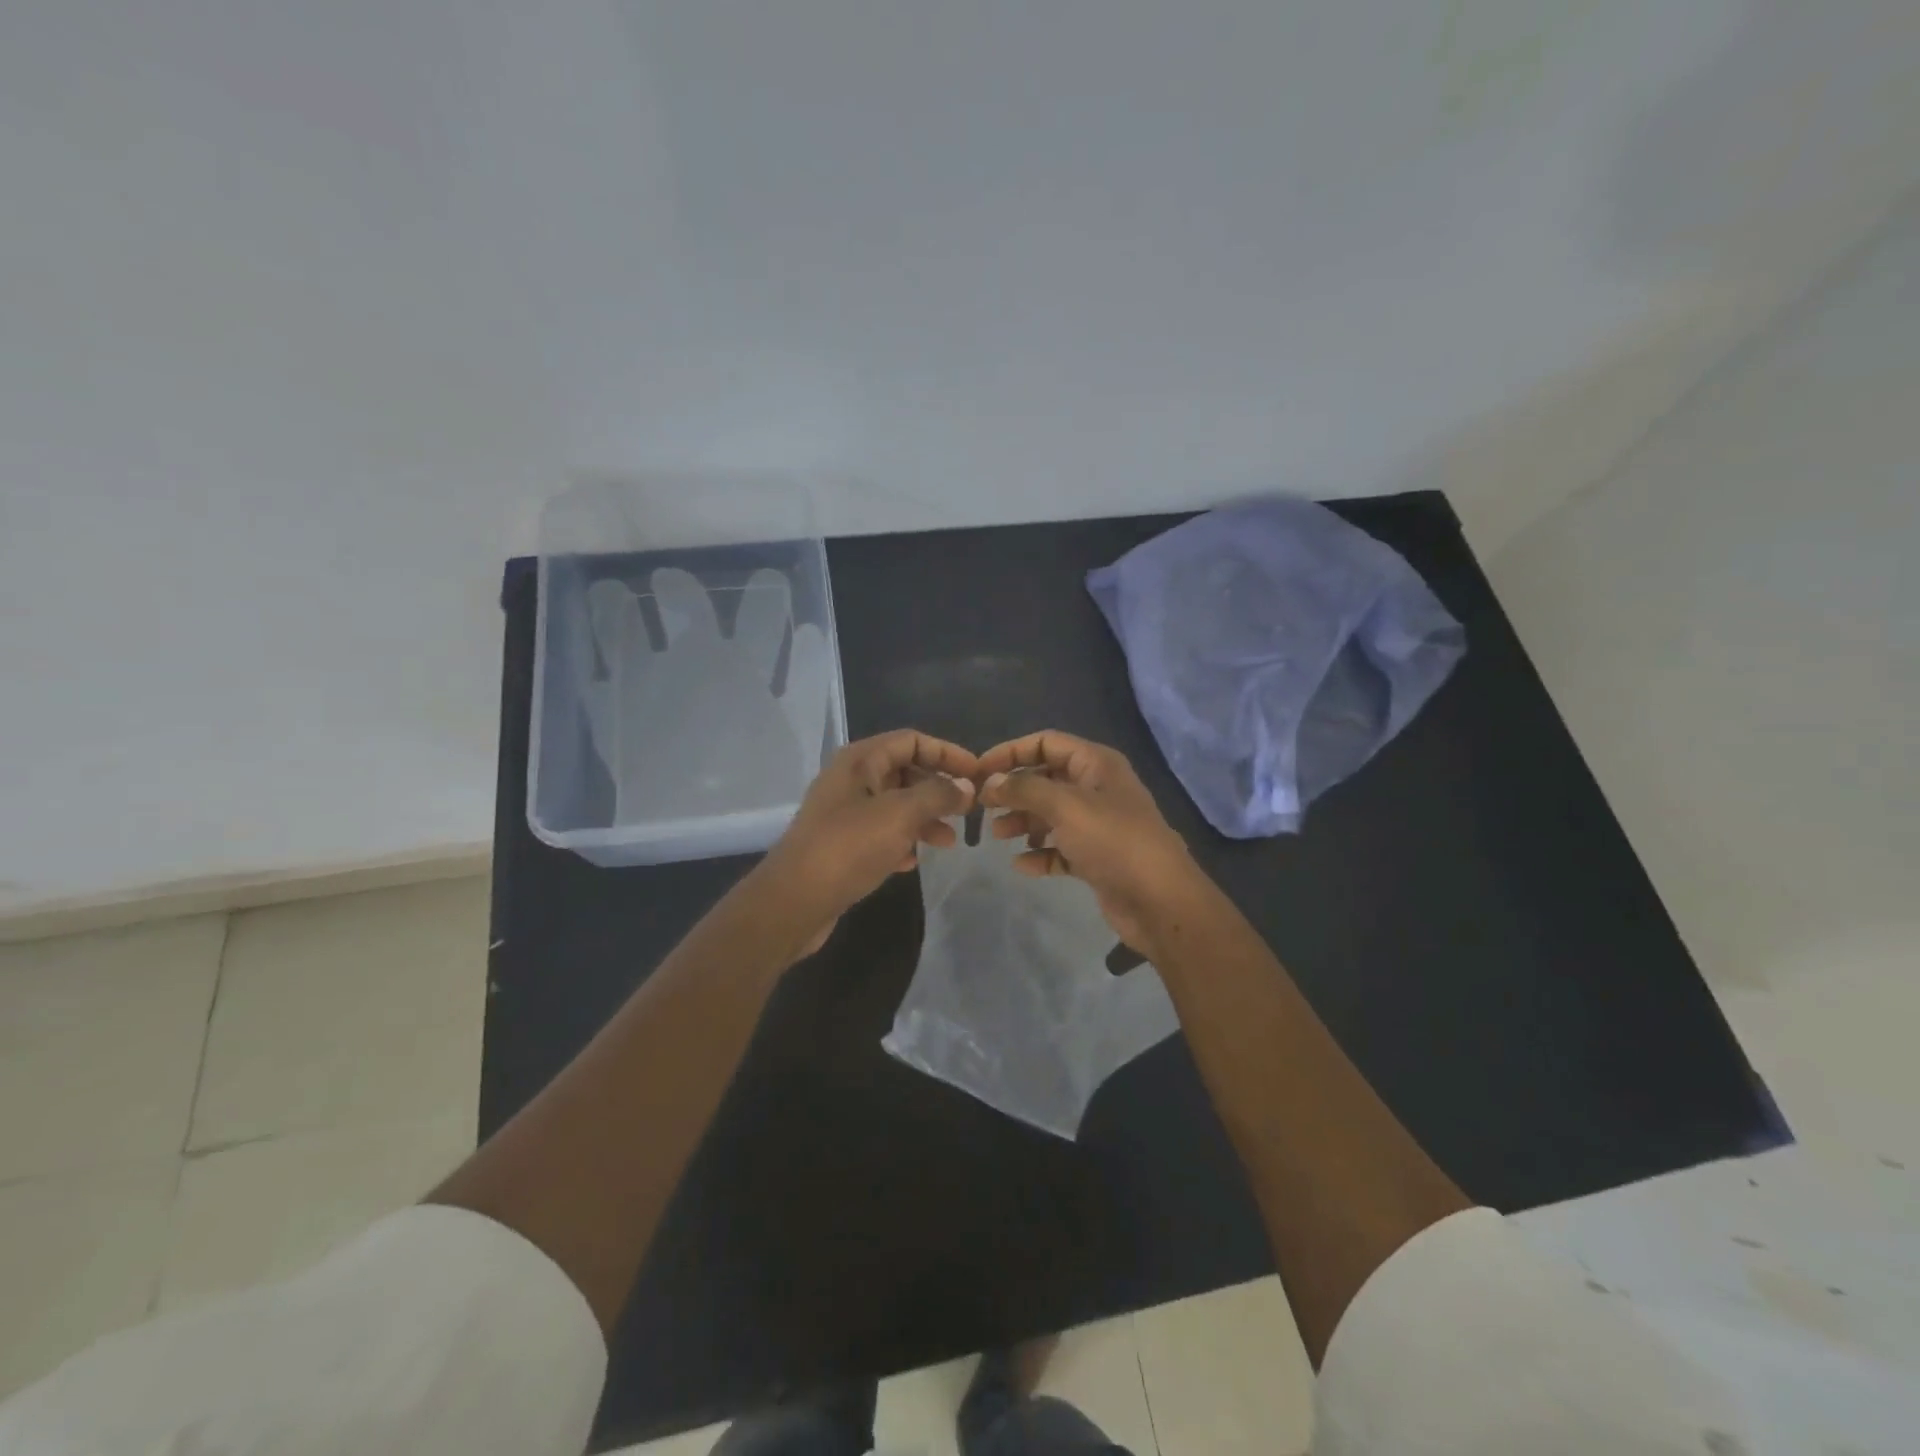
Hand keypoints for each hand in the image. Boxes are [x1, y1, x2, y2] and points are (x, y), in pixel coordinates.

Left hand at [754, 729, 977, 955]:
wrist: (794, 901)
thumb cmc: (849, 847)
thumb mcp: (901, 814)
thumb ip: (938, 795)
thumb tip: (966, 786)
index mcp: (860, 760)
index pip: (911, 740)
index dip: (947, 753)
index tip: (977, 773)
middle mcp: (850, 780)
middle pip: (904, 771)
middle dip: (938, 788)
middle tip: (968, 810)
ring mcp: (844, 813)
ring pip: (895, 805)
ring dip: (925, 818)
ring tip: (949, 842)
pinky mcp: (841, 845)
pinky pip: (881, 833)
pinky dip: (902, 841)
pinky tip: (914, 861)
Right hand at [977, 730, 1203, 958]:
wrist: (1159, 900)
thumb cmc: (1113, 841)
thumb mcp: (1065, 806)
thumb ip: (1024, 789)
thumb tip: (991, 782)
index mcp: (1096, 764)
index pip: (1046, 743)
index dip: (1011, 752)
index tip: (979, 771)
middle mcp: (1097, 788)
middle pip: (1046, 779)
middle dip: (1014, 790)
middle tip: (983, 807)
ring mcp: (1098, 824)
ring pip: (1050, 814)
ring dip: (1023, 822)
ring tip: (999, 836)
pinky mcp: (1097, 857)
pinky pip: (1060, 848)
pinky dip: (1040, 853)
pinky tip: (1023, 865)